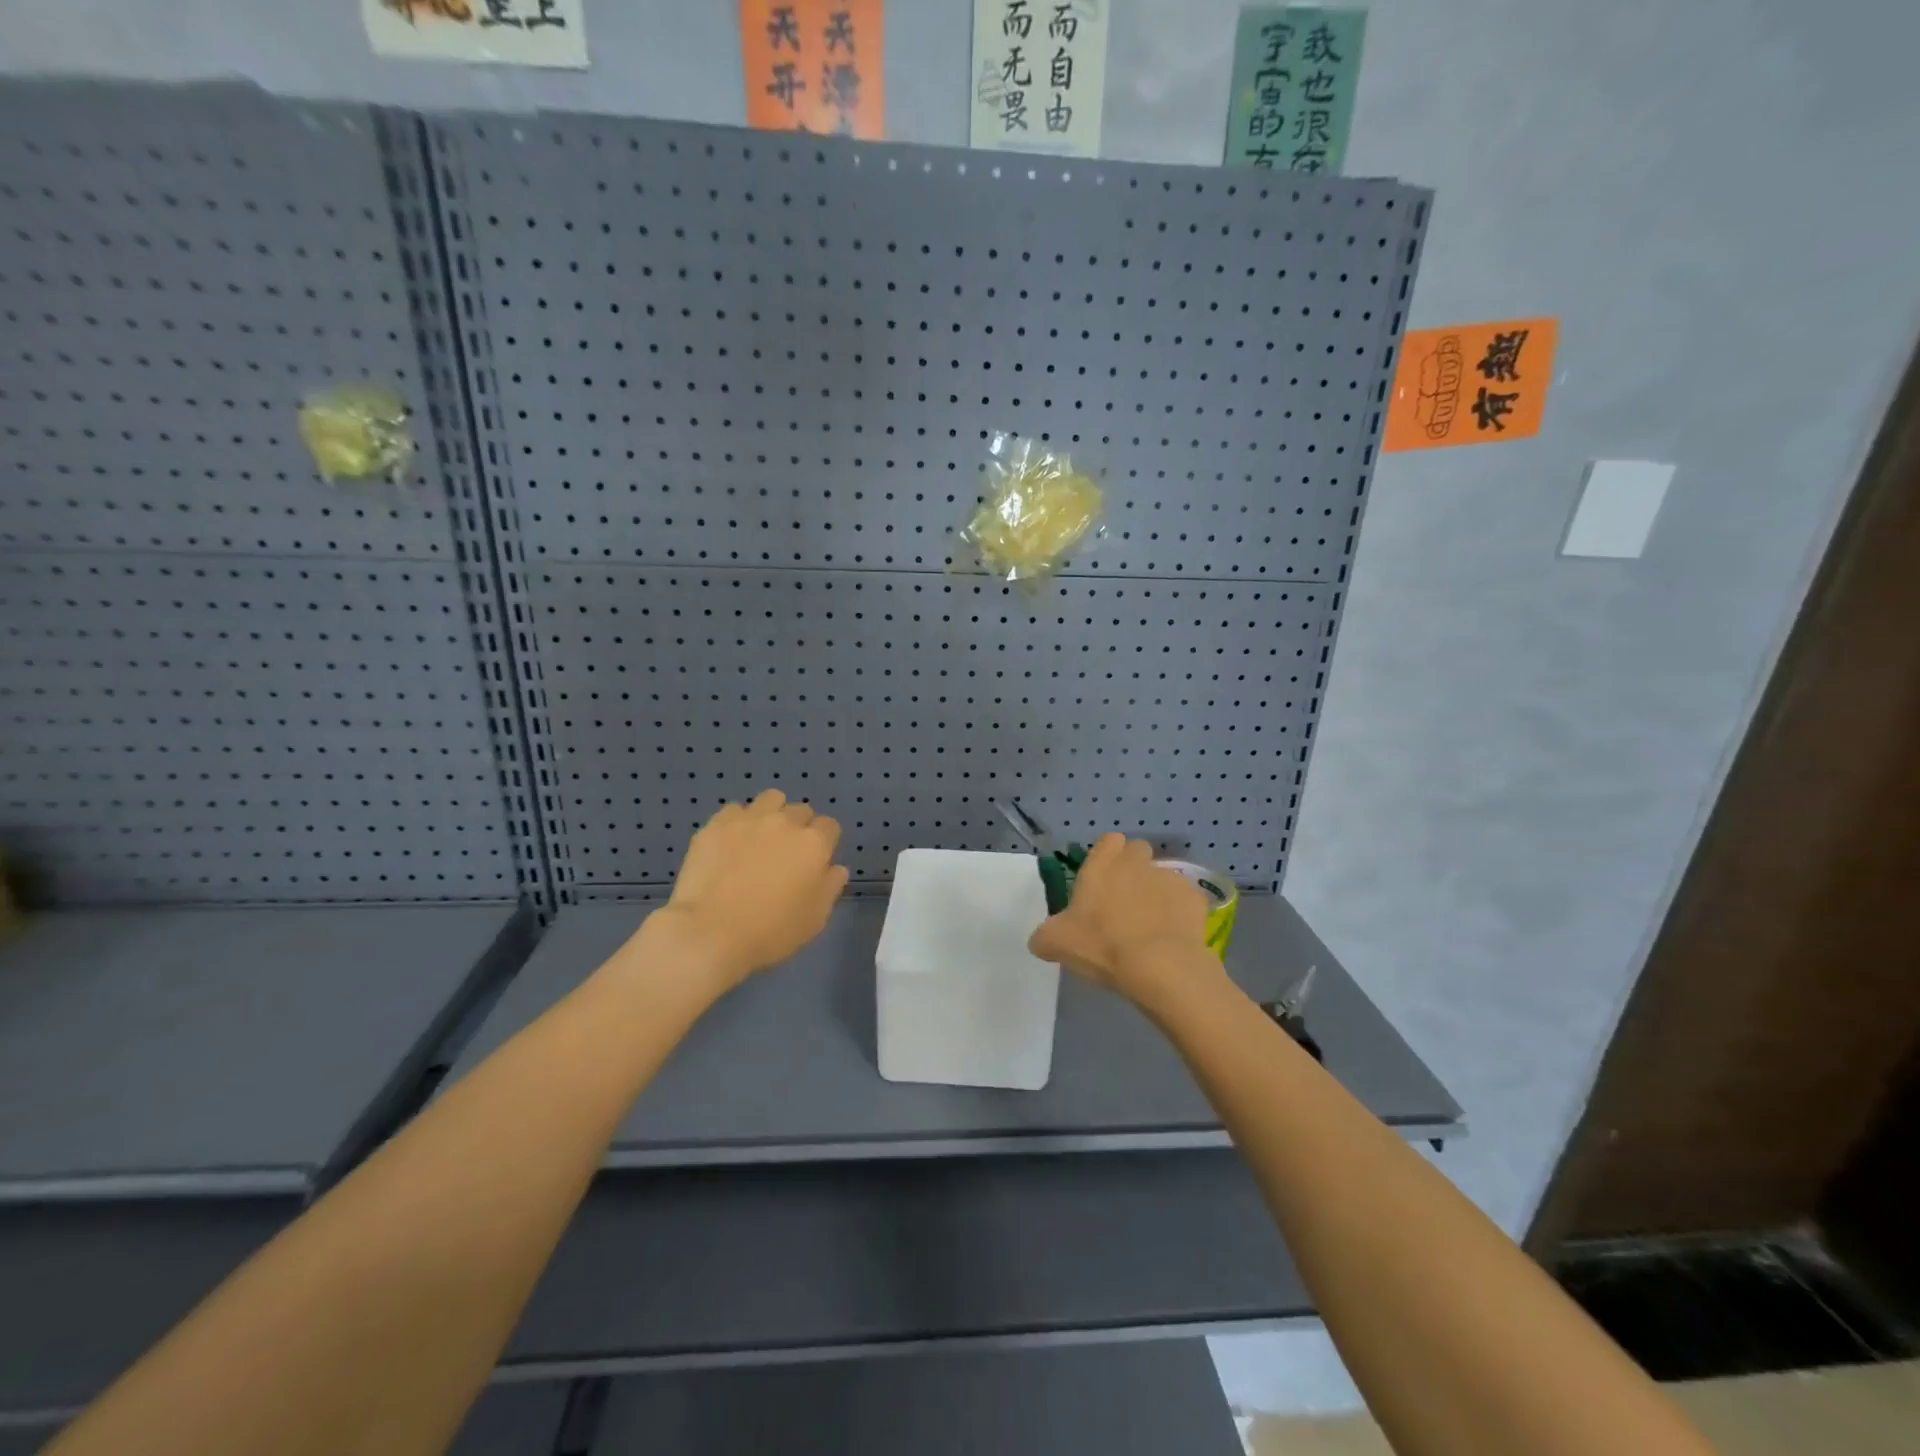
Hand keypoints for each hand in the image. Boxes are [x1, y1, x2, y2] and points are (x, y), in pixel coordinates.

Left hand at [643, 790, 849, 989]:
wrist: (711, 933)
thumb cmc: (771, 932)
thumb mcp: (815, 919)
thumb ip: (830, 887)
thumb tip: (835, 868)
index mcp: (814, 844)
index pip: (830, 826)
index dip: (825, 843)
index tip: (814, 862)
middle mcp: (785, 822)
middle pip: (801, 810)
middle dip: (799, 828)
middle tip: (785, 854)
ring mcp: (749, 819)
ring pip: (770, 799)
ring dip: (771, 814)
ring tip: (759, 839)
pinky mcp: (716, 825)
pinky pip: (734, 810)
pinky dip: (737, 822)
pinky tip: (730, 844)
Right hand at [1028, 834, 1216, 1003]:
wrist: (1160, 966)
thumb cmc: (1102, 944)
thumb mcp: (1057, 943)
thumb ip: (1044, 936)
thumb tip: (1040, 940)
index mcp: (1103, 864)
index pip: (1108, 841)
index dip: (1107, 857)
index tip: (1102, 881)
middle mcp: (1137, 863)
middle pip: (1138, 853)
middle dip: (1133, 870)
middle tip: (1124, 903)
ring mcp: (1170, 879)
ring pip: (1162, 877)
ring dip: (1156, 894)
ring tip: (1150, 928)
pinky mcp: (1196, 901)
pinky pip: (1185, 902)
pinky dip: (1179, 915)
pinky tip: (1172, 940)